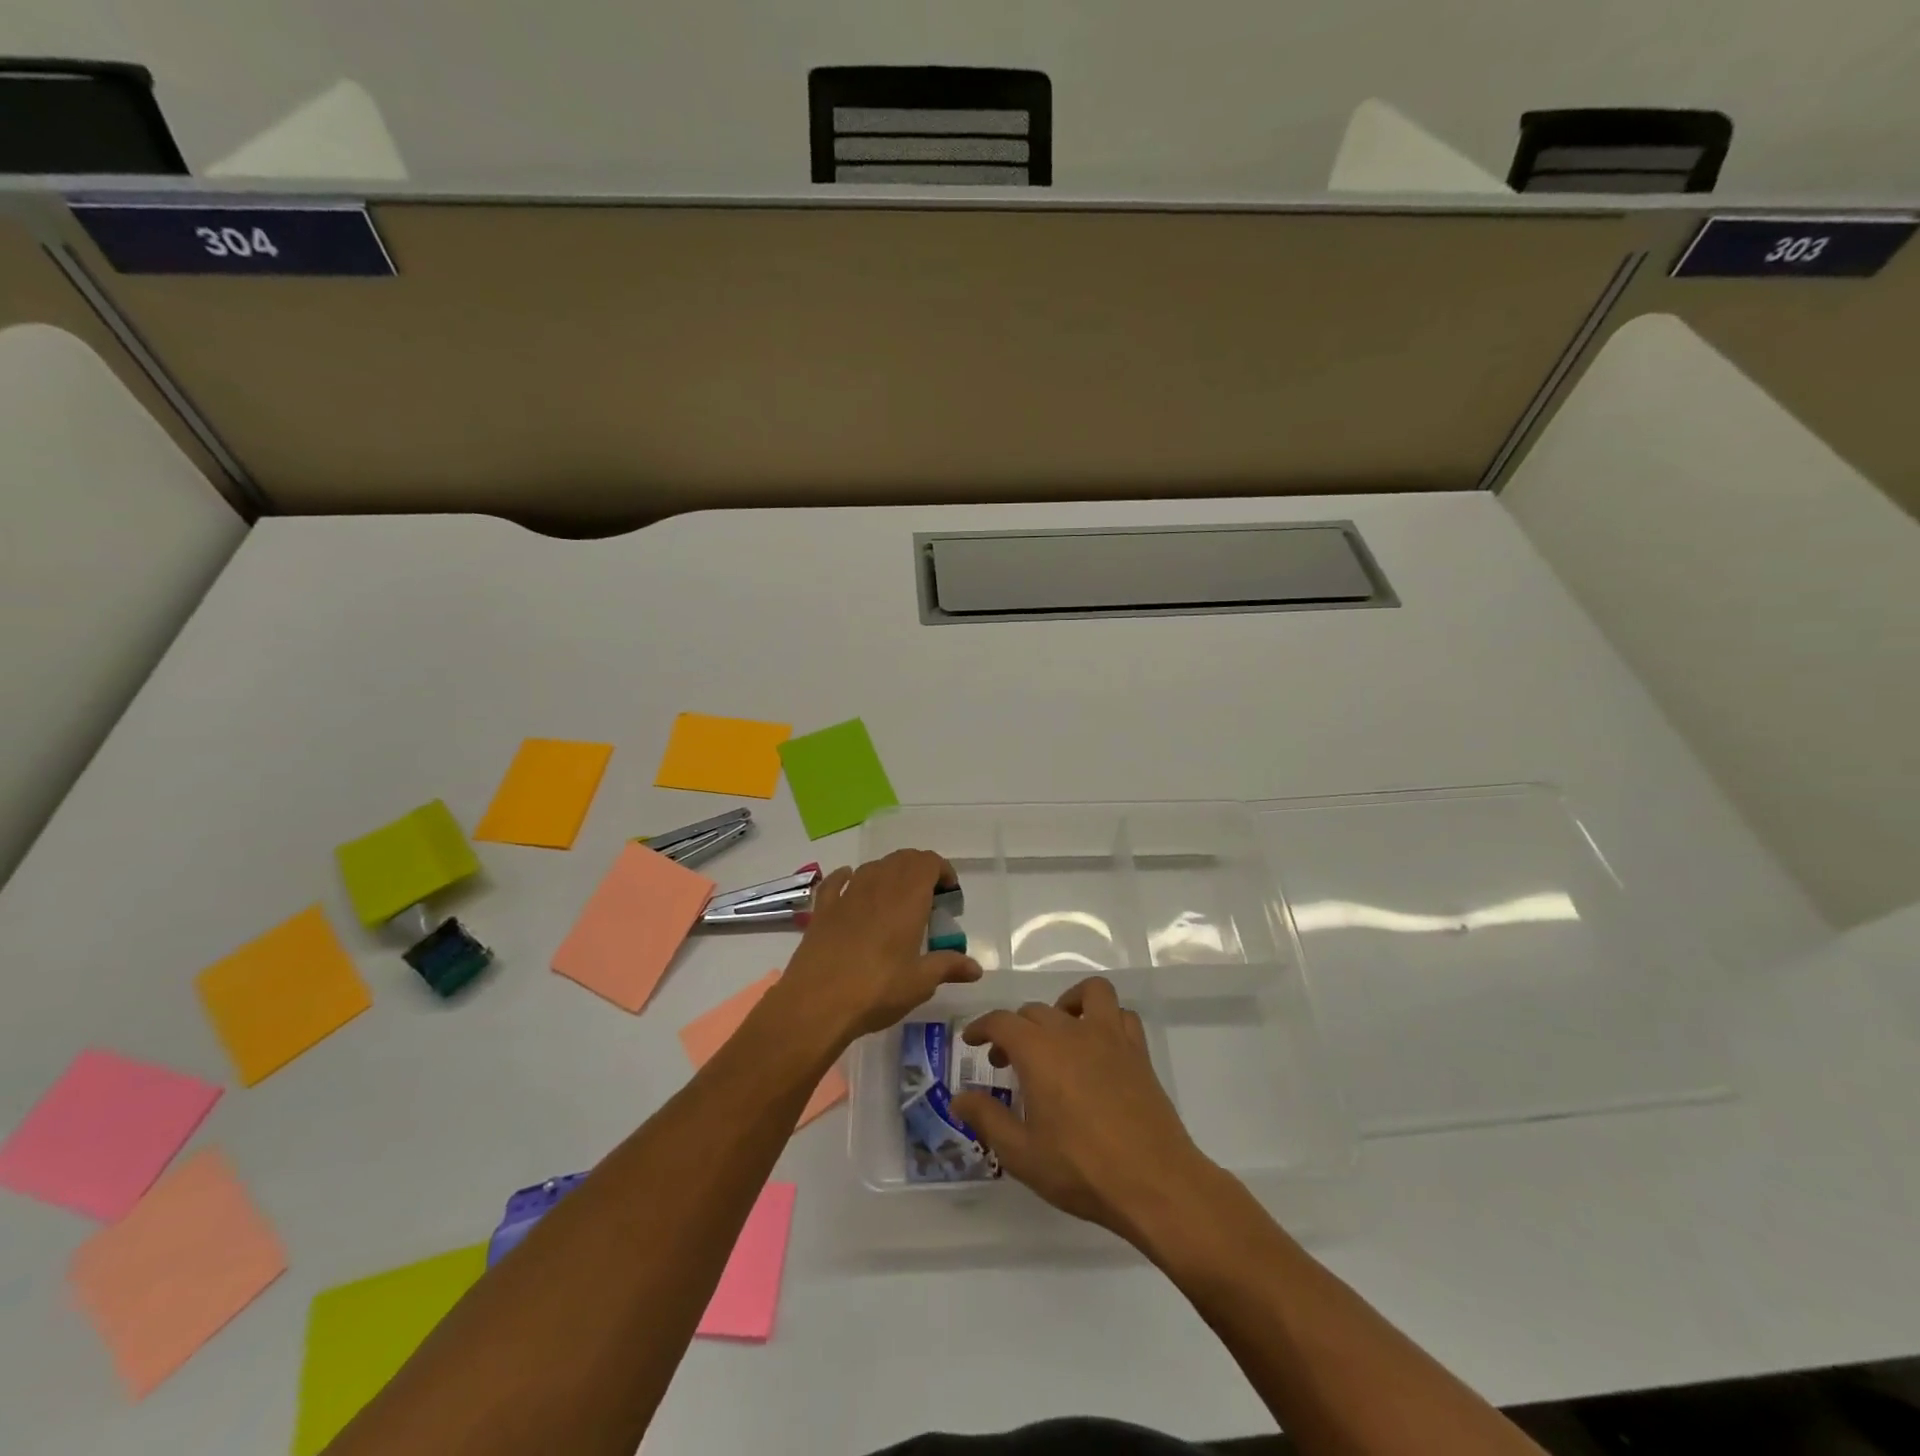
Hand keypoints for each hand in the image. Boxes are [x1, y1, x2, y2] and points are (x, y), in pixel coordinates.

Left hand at [769, 849, 982, 1053]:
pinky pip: (836, 882)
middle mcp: (878, 887)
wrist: (815, 1003)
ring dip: (889, 873)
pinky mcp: (822, 910)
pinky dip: (847, 877)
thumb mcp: (920, 983)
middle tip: (928, 898)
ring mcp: (847, 895)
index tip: (949, 894)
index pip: (928, 862)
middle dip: (919, 870)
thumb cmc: (876, 990)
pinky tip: (851, 885)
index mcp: (907, 899)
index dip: (942, 870)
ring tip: (896, 898)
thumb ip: (948, 967)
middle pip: (902, 859)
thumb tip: (976, 968)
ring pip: (872, 866)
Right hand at [953, 978, 1216, 1245]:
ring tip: (1057, 1033)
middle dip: (1015, 1029)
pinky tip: (1097, 1045)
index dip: (982, 1027)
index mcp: (1038, 1052)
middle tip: (1006, 1062)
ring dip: (1065, 1004)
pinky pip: (1120, 1015)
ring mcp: (1109, 1037)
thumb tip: (960, 1097)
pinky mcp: (1137, 1052)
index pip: (1002, 1021)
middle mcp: (1072, 1032)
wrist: (1154, 1182)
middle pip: (1036, 1011)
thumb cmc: (1081, 1169)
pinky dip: (1105, 1018)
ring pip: (1087, 994)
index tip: (972, 1041)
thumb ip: (987, 1119)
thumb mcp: (1021, 1154)